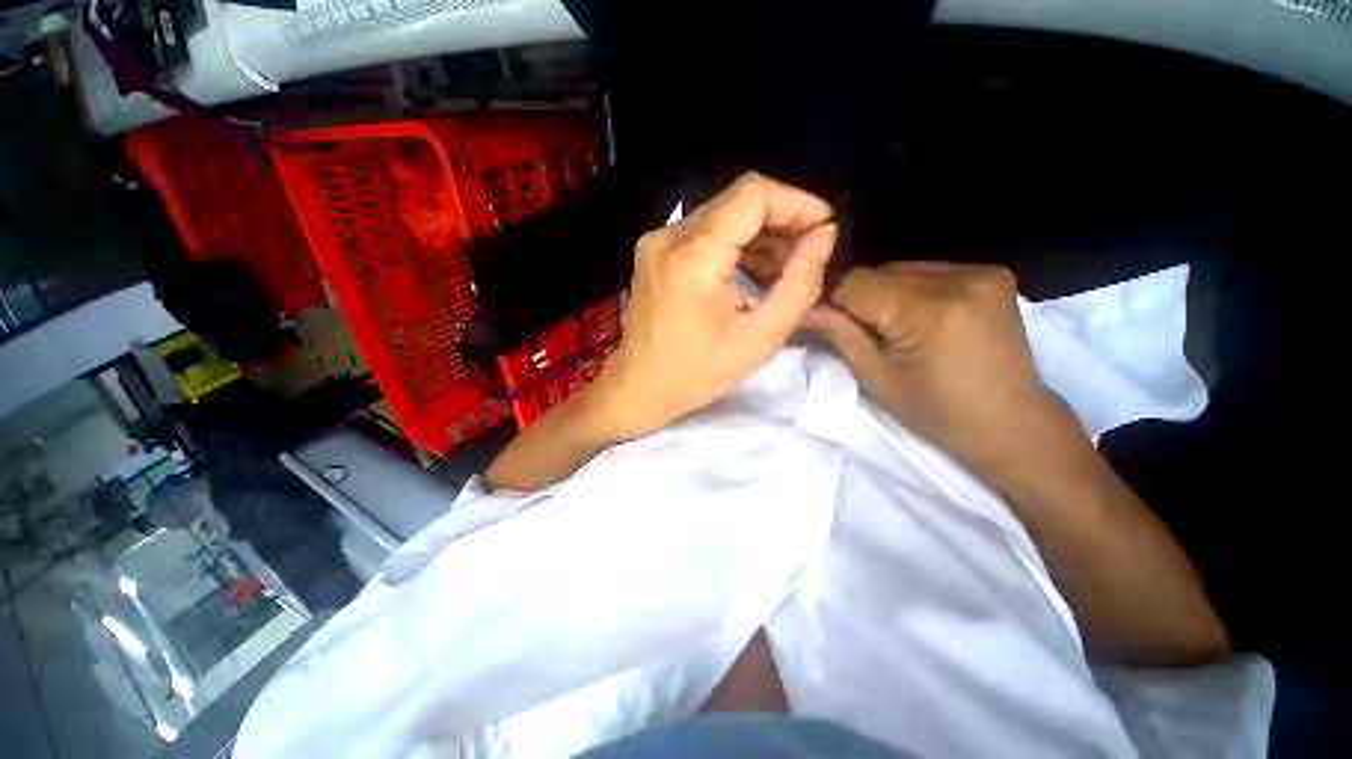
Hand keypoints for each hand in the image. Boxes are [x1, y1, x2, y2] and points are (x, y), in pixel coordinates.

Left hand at [591, 172, 837, 435]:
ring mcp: (657, 241)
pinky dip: (735, 245)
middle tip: (807, 255)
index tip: (822, 229)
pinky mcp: (655, 251)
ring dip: (760, 235)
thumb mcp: (759, 338)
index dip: (795, 203)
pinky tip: (753, 272)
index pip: (752, 195)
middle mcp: (668, 236)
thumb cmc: (698, 373)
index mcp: (692, 257)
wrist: (640, 386)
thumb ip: (799, 285)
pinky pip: (705, 232)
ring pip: (722, 214)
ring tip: (784, 269)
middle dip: (782, 221)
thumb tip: (824, 236)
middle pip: (737, 201)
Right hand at [806, 262, 1066, 473]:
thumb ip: (840, 335)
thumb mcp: (877, 378)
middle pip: (879, 272)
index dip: (835, 302)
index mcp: (929, 311)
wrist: (1011, 422)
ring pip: (901, 268)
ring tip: (893, 326)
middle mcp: (960, 279)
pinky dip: (911, 289)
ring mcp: (981, 272)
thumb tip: (807, 310)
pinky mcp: (992, 273)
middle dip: (859, 298)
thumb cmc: (936, 410)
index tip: (830, 325)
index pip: (855, 283)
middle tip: (863, 331)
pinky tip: (919, 316)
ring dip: (884, 292)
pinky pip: (928, 270)